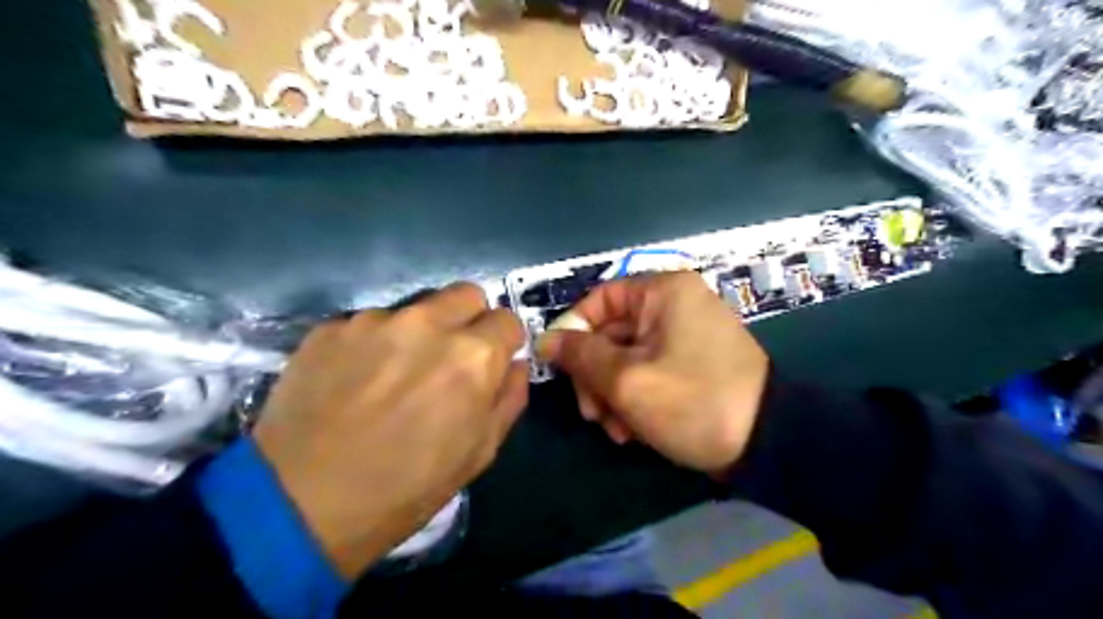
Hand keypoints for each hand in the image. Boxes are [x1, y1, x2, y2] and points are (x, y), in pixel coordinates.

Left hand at [251, 286, 526, 580]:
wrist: (300, 504)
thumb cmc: (406, 488)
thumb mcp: (479, 453)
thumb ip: (509, 398)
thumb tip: (513, 365)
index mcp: (473, 356)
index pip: (507, 320)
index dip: (503, 343)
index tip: (491, 363)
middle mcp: (428, 324)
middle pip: (467, 294)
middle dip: (469, 320)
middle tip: (450, 358)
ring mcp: (375, 321)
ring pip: (417, 308)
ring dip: (419, 333)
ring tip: (393, 375)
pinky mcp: (331, 327)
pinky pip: (370, 323)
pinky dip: (373, 344)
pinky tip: (354, 380)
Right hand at [537, 270, 769, 474]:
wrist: (767, 443)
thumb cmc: (693, 401)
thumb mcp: (627, 380)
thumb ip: (580, 356)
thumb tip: (545, 340)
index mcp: (663, 292)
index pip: (599, 299)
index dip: (573, 331)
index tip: (559, 367)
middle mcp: (675, 304)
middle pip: (611, 333)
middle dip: (595, 376)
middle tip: (590, 414)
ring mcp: (685, 335)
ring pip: (626, 357)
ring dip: (612, 394)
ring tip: (616, 431)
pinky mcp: (691, 363)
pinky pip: (648, 371)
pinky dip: (635, 398)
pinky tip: (634, 431)